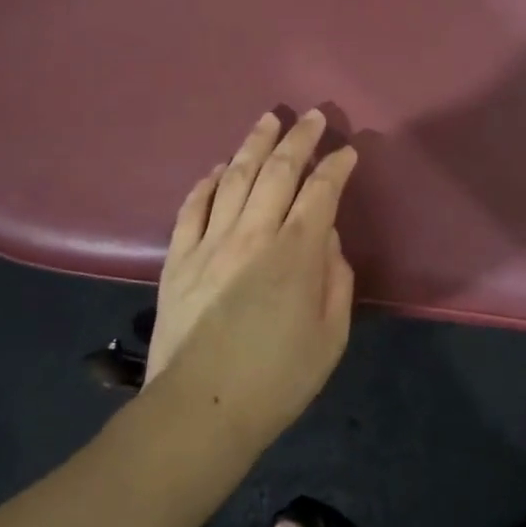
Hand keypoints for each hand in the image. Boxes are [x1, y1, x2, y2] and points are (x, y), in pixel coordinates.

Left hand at [142, 110, 359, 442]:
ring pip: (234, 178)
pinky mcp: (177, 259)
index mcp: (295, 253)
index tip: (348, 151)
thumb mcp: (330, 336)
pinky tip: (217, 169)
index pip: (321, 192)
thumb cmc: (277, 380)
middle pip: (277, 171)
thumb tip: (326, 240)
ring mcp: (209, 243)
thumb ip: (336, 280)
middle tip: (312, 116)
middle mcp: (252, 235)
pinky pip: (192, 208)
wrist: (199, 411)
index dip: (336, 166)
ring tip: (267, 120)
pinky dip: (207, 183)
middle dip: (298, 138)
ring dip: (253, 145)